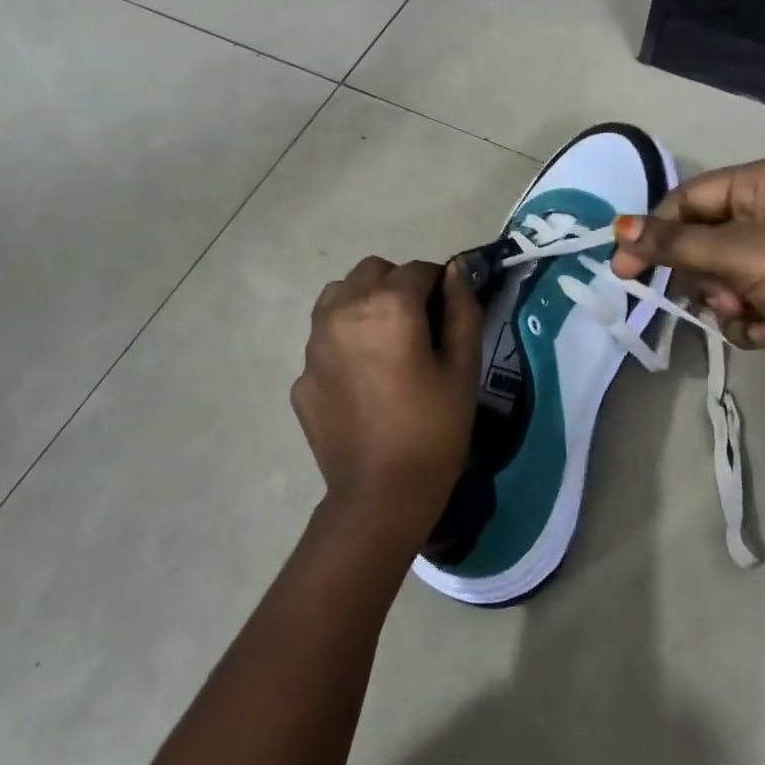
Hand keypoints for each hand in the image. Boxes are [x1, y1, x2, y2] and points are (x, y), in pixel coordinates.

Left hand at [291, 257, 482, 552]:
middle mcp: (342, 312)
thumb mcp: (463, 368)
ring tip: (384, 345)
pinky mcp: (301, 376)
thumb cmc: (434, 429)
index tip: (449, 312)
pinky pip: (323, 340)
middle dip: (397, 286)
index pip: (417, 269)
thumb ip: (462, 309)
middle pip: (371, 272)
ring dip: (363, 304)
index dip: (439, 284)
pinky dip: (343, 344)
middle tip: (418, 327)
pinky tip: (363, 383)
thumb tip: (458, 270)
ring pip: (338, 297)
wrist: (381, 495)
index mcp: (387, 306)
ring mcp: (314, 345)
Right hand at [609, 157, 764, 395]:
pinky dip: (751, 322)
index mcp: (761, 184)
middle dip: (704, 277)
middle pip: (701, 243)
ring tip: (753, 315)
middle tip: (716, 298)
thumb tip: (617, 228)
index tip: (624, 271)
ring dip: (727, 304)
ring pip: (720, 280)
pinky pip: (746, 305)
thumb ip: (676, 244)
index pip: (686, 201)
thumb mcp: (743, 254)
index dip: (653, 234)